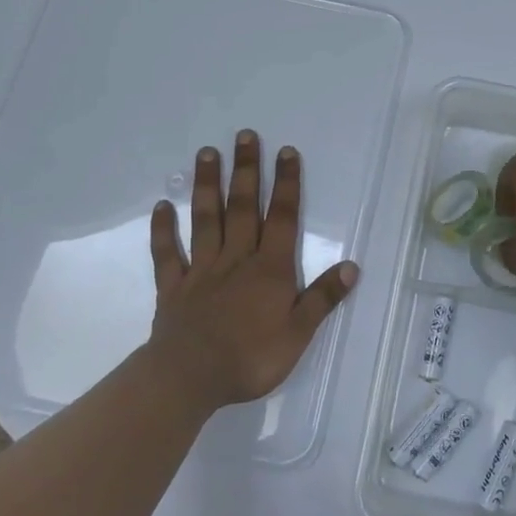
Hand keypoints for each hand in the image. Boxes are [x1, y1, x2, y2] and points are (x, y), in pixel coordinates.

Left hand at [145, 131, 357, 410]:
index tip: (286, 152)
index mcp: (269, 269)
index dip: (286, 184)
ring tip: (207, 153)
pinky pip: (168, 254)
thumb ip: (323, 298)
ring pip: (206, 220)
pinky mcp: (174, 287)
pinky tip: (163, 206)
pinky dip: (164, 230)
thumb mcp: (298, 334)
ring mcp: (201, 270)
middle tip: (245, 135)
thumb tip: (352, 266)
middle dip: (246, 170)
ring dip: (207, 186)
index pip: (282, 218)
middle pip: (243, 207)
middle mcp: (236, 259)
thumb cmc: (250, 358)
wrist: (189, 379)